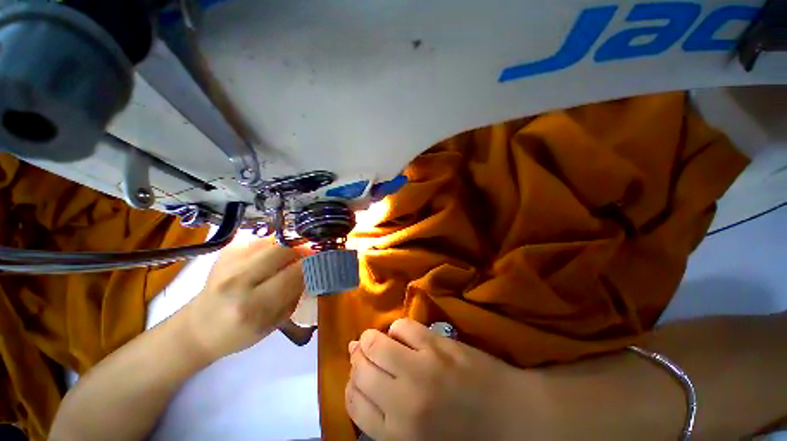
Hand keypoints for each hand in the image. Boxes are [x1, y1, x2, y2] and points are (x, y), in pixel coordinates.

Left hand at [184, 237, 305, 361]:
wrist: (198, 327)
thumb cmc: (241, 332)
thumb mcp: (276, 321)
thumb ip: (297, 293)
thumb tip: (314, 269)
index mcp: (253, 306)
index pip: (294, 273)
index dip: (313, 263)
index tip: (325, 260)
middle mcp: (238, 281)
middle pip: (283, 249)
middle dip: (303, 249)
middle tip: (312, 253)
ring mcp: (228, 263)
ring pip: (272, 241)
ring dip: (291, 245)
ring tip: (296, 253)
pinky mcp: (225, 252)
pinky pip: (260, 240)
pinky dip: (275, 244)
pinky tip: (276, 254)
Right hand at [346, 319, 542, 440]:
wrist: (512, 416)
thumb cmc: (464, 437)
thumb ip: (384, 415)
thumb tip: (359, 378)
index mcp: (397, 435)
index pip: (353, 402)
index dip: (352, 385)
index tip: (359, 377)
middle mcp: (403, 400)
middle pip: (361, 370)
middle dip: (359, 360)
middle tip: (366, 356)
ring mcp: (421, 367)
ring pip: (376, 343)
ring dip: (372, 340)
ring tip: (379, 342)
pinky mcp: (437, 344)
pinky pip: (403, 326)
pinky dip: (397, 329)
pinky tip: (403, 336)